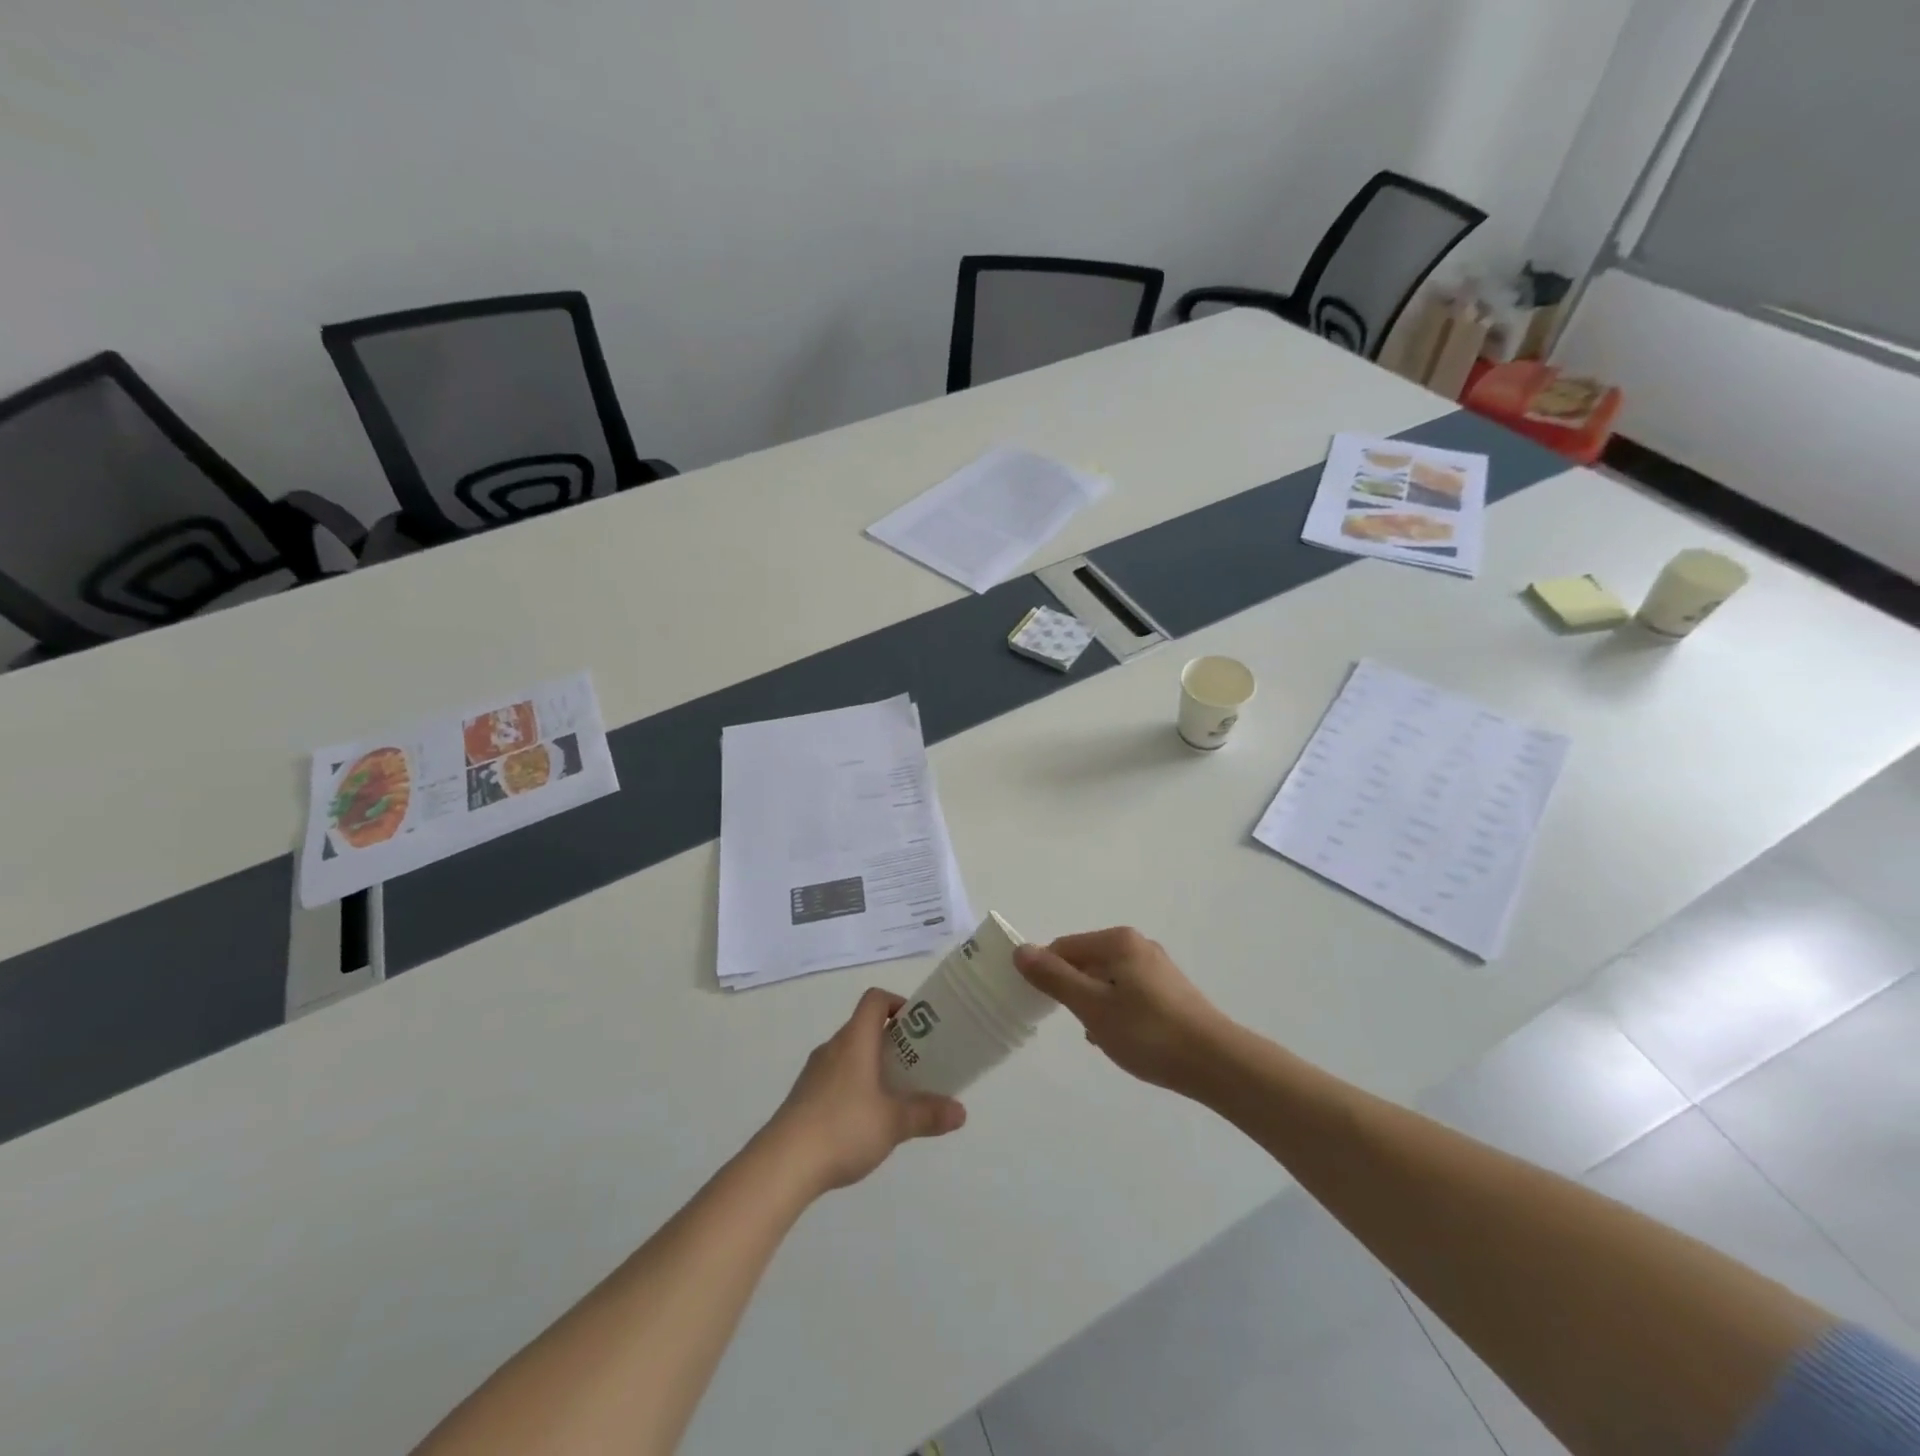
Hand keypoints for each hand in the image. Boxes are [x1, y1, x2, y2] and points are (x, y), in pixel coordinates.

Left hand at [765, 988, 966, 1194]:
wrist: (782, 1164)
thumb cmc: (843, 1128)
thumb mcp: (893, 1123)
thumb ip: (928, 1114)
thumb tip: (961, 1112)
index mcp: (855, 1040)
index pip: (875, 1000)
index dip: (898, 1003)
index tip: (919, 1026)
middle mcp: (833, 1047)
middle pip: (864, 1027)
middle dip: (893, 1041)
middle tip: (917, 1065)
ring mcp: (814, 1072)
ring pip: (850, 1055)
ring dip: (873, 1066)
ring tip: (895, 1095)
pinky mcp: (803, 1097)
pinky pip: (835, 1078)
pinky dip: (854, 1086)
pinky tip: (865, 1121)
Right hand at [1014, 928, 1228, 1092]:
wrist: (1217, 1063)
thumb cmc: (1148, 1032)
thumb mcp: (1092, 1006)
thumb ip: (1054, 978)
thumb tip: (1020, 950)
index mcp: (1118, 941)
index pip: (1064, 947)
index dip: (1048, 974)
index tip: (1046, 1007)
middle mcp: (1138, 945)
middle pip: (1086, 961)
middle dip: (1074, 992)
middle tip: (1080, 1024)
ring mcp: (1157, 968)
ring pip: (1106, 980)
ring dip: (1095, 1005)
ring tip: (1104, 1037)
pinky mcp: (1171, 991)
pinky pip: (1127, 993)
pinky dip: (1117, 1012)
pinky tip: (1124, 1040)